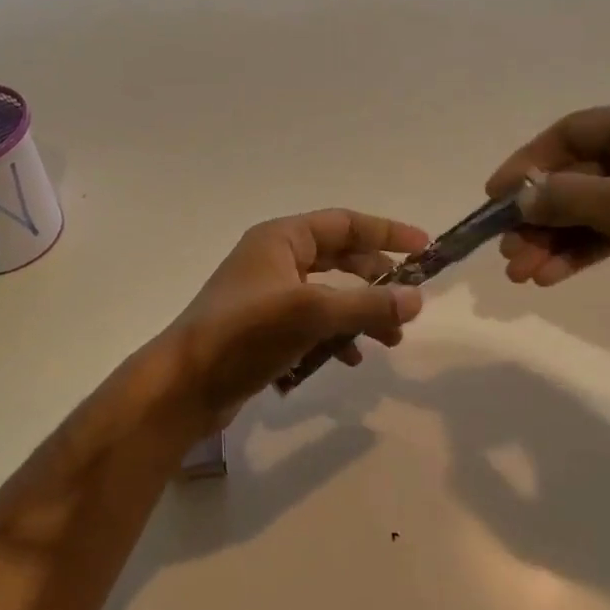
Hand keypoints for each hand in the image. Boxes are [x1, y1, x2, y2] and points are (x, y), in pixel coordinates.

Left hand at [158, 210, 428, 428]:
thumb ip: (367, 304)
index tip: (425, 248)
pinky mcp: (264, 331)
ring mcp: (267, 296)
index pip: (344, 223)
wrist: (184, 385)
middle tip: (408, 304)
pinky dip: (334, 338)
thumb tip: (416, 298)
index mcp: (280, 239)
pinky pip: (311, 325)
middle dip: (376, 282)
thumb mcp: (312, 314)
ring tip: (389, 342)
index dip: (386, 232)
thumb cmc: (245, 335)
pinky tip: (347, 360)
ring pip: (328, 296)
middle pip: (340, 259)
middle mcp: (274, 260)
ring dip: (360, 315)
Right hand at [486, 103, 609, 340]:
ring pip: (592, 209)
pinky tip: (552, 277)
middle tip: (507, 252)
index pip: (572, 132)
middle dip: (538, 214)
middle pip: (578, 175)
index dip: (527, 162)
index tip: (494, 198)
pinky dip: (582, 252)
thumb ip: (569, 197)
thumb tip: (521, 198)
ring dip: (554, 239)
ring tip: (523, 273)